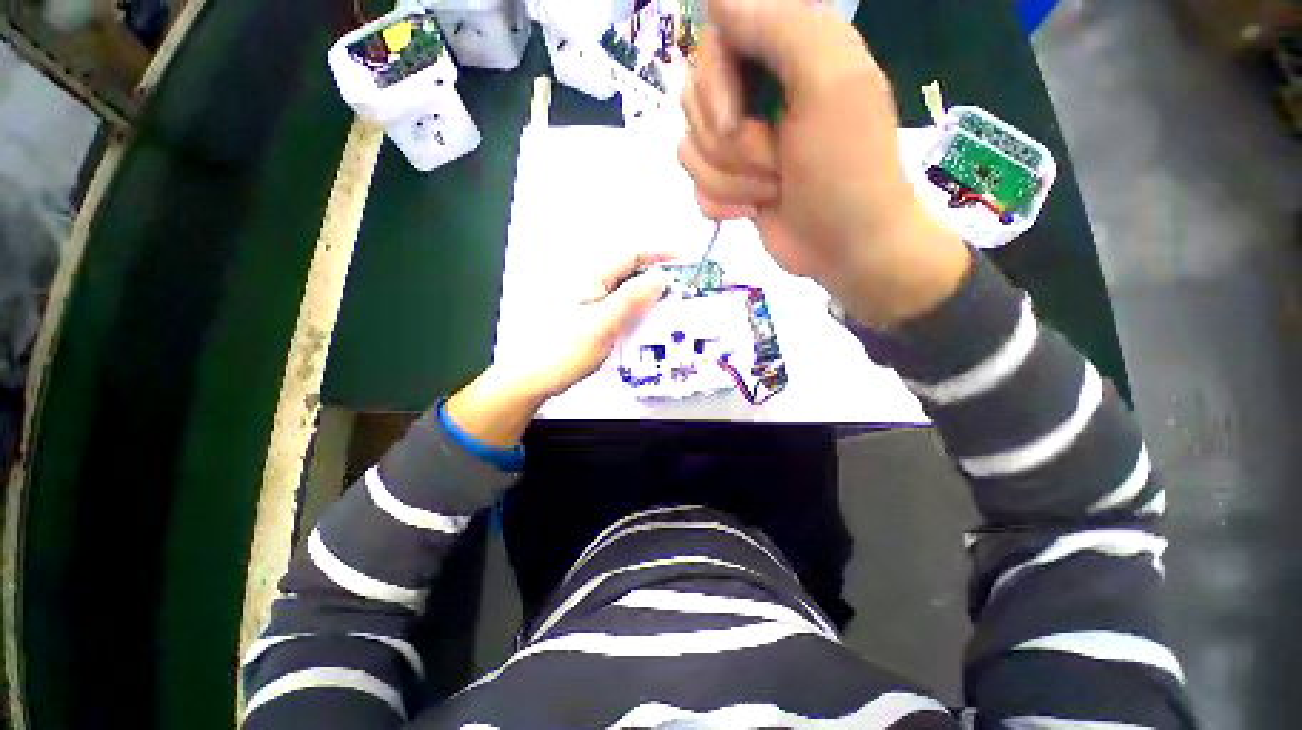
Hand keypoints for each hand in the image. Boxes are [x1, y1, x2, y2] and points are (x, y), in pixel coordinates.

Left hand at [446, 252, 671, 446]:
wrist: (535, 377)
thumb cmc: (565, 349)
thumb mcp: (602, 323)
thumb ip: (631, 299)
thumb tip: (661, 277)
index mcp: (592, 277)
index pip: (632, 255)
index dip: (660, 254)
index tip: (685, 262)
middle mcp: (592, 284)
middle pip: (631, 271)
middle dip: (659, 276)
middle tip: (684, 290)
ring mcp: (592, 301)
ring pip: (628, 290)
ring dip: (651, 294)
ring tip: (674, 305)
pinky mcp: (593, 317)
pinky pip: (622, 306)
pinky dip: (639, 309)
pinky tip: (650, 322)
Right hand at [677, 0, 969, 326]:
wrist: (845, 247)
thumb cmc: (846, 171)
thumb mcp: (830, 84)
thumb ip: (780, 24)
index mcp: (786, 49)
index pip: (714, 38)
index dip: (714, 84)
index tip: (737, 120)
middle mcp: (756, 88)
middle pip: (692, 98)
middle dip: (731, 146)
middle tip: (776, 162)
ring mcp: (740, 141)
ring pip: (690, 149)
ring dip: (731, 181)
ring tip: (771, 190)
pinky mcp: (731, 182)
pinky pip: (695, 186)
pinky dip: (721, 204)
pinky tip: (752, 212)